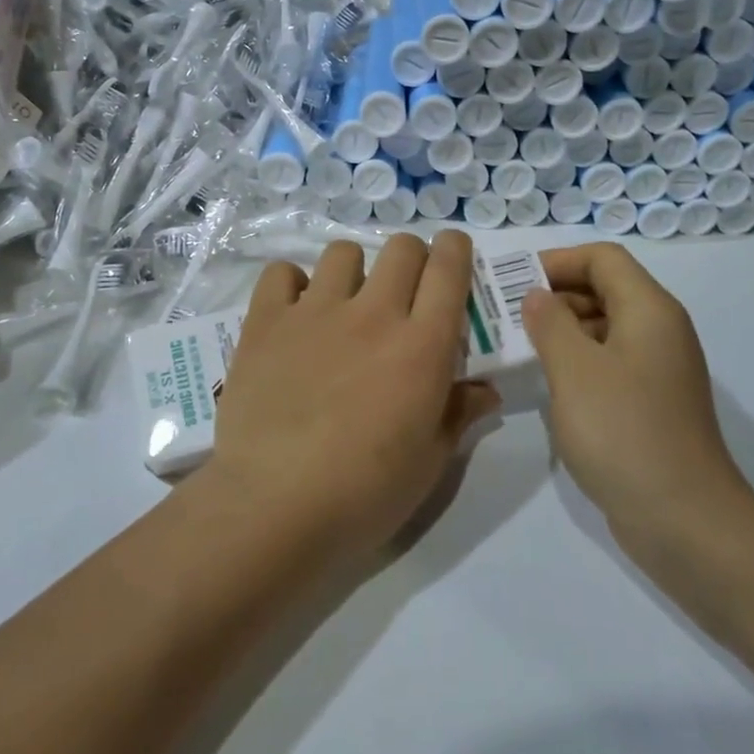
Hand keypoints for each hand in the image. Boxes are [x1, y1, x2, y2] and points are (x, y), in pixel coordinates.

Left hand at [208, 231, 500, 555]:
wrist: (273, 506)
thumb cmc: (363, 494)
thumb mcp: (428, 462)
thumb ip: (459, 414)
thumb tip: (486, 389)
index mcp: (422, 346)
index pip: (448, 269)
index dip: (456, 250)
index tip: (453, 255)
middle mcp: (373, 314)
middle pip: (401, 248)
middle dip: (412, 258)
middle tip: (404, 293)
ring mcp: (315, 312)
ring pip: (343, 252)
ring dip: (354, 270)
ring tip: (345, 304)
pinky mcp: (266, 322)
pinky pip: (281, 274)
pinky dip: (292, 285)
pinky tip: (294, 314)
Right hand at [522, 244, 753, 538]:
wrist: (685, 520)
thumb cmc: (624, 432)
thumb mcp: (574, 370)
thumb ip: (550, 323)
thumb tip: (537, 296)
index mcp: (649, 310)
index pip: (602, 259)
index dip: (557, 261)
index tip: (514, 284)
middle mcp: (659, 330)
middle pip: (605, 289)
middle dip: (555, 295)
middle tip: (506, 316)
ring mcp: (658, 369)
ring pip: (604, 328)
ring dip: (562, 330)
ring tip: (518, 348)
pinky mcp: (651, 403)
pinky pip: (609, 363)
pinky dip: (577, 361)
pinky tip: (548, 384)